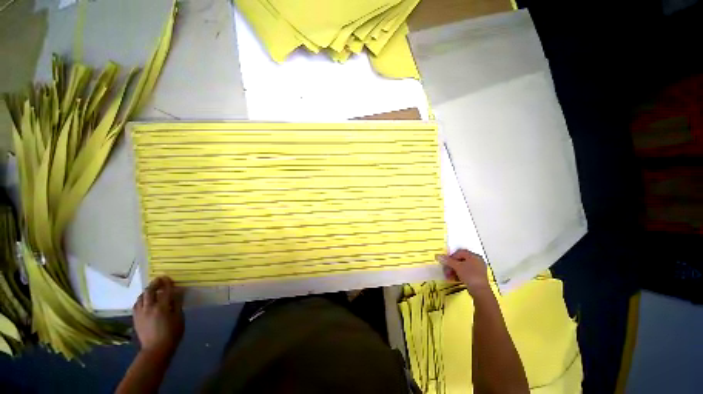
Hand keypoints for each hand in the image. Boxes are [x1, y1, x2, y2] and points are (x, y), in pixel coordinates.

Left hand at [133, 276, 183, 356]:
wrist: (156, 350)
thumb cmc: (172, 333)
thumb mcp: (179, 318)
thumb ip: (177, 304)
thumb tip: (178, 292)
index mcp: (161, 307)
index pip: (164, 291)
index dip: (167, 283)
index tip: (168, 278)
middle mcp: (149, 308)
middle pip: (149, 292)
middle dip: (154, 284)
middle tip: (159, 279)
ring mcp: (140, 313)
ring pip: (140, 298)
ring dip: (146, 291)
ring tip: (151, 289)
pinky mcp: (135, 319)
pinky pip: (136, 305)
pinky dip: (141, 299)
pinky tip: (144, 301)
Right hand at [436, 249, 490, 295]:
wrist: (480, 291)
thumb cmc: (469, 275)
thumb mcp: (457, 267)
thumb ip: (447, 261)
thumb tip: (438, 256)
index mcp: (474, 256)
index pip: (460, 252)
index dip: (451, 256)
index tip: (446, 262)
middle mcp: (477, 261)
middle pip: (460, 260)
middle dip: (451, 265)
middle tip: (446, 271)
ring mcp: (477, 269)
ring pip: (462, 267)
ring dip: (453, 271)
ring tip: (448, 276)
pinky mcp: (477, 276)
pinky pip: (466, 272)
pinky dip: (459, 275)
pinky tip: (453, 279)